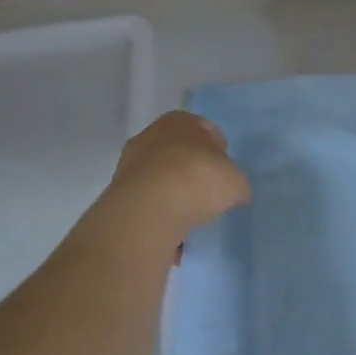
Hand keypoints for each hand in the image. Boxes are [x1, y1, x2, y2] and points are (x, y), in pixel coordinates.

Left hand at [103, 110, 249, 236]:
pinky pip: (148, 205)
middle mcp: (151, 136)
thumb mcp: (235, 181)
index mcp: (180, 121)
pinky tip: (173, 233)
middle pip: (178, 152)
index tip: (225, 170)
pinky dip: (160, 216)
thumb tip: (235, 192)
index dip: (217, 149)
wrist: (149, 209)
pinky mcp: (119, 196)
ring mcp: (130, 166)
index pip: (204, 129)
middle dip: (193, 171)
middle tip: (208, 193)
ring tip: (192, 218)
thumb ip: (235, 183)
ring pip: (160, 179)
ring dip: (174, 195)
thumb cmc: (197, 178)